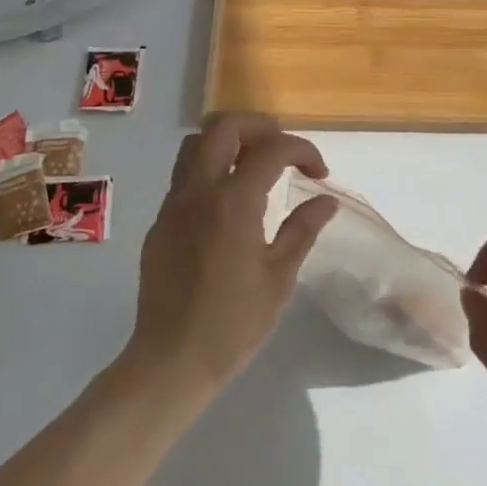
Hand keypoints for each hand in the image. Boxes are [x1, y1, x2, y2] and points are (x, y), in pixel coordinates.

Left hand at [126, 113, 338, 391]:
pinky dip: (210, 169)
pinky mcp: (160, 221)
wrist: (171, 359)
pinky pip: (184, 175)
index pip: (271, 148)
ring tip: (255, 166)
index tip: (319, 173)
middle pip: (224, 126)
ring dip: (229, 142)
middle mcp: (199, 190)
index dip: (302, 150)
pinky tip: (228, 203)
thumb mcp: (279, 277)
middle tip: (284, 152)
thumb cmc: (233, 323)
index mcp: (233, 201)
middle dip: (261, 127)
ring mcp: (174, 203)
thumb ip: (303, 229)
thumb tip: (326, 200)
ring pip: (196, 143)